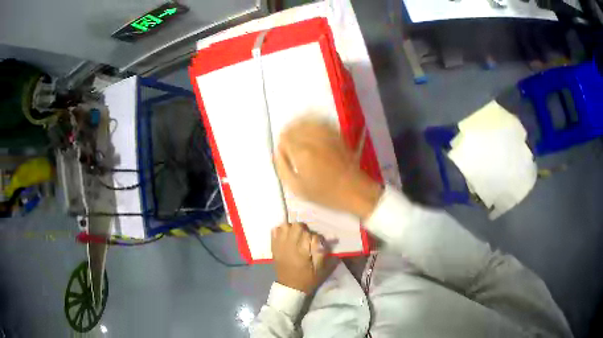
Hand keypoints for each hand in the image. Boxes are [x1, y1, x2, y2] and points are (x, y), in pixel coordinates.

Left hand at [271, 223, 337, 293]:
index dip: (316, 237)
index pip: (311, 235)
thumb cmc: (307, 279)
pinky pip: (274, 231)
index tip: (318, 243)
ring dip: (292, 228)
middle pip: (297, 226)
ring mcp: (280, 245)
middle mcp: (290, 245)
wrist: (290, 288)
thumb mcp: (321, 270)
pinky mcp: (274, 247)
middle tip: (307, 238)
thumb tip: (331, 238)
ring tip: (296, 235)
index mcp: (302, 251)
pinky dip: (281, 230)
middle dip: (304, 230)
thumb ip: (325, 253)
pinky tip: (286, 236)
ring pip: (285, 226)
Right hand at [275, 118, 382, 219]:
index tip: (286, 156)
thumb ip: (282, 167)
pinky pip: (320, 121)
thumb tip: (277, 151)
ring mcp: (326, 134)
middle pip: (294, 127)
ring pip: (306, 121)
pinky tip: (312, 131)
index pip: (284, 138)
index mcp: (301, 152)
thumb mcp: (296, 187)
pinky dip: (313, 123)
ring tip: (300, 139)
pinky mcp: (336, 134)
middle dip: (289, 135)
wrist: (354, 190)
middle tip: (291, 148)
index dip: (282, 146)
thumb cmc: (324, 193)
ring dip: (300, 127)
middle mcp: (313, 138)